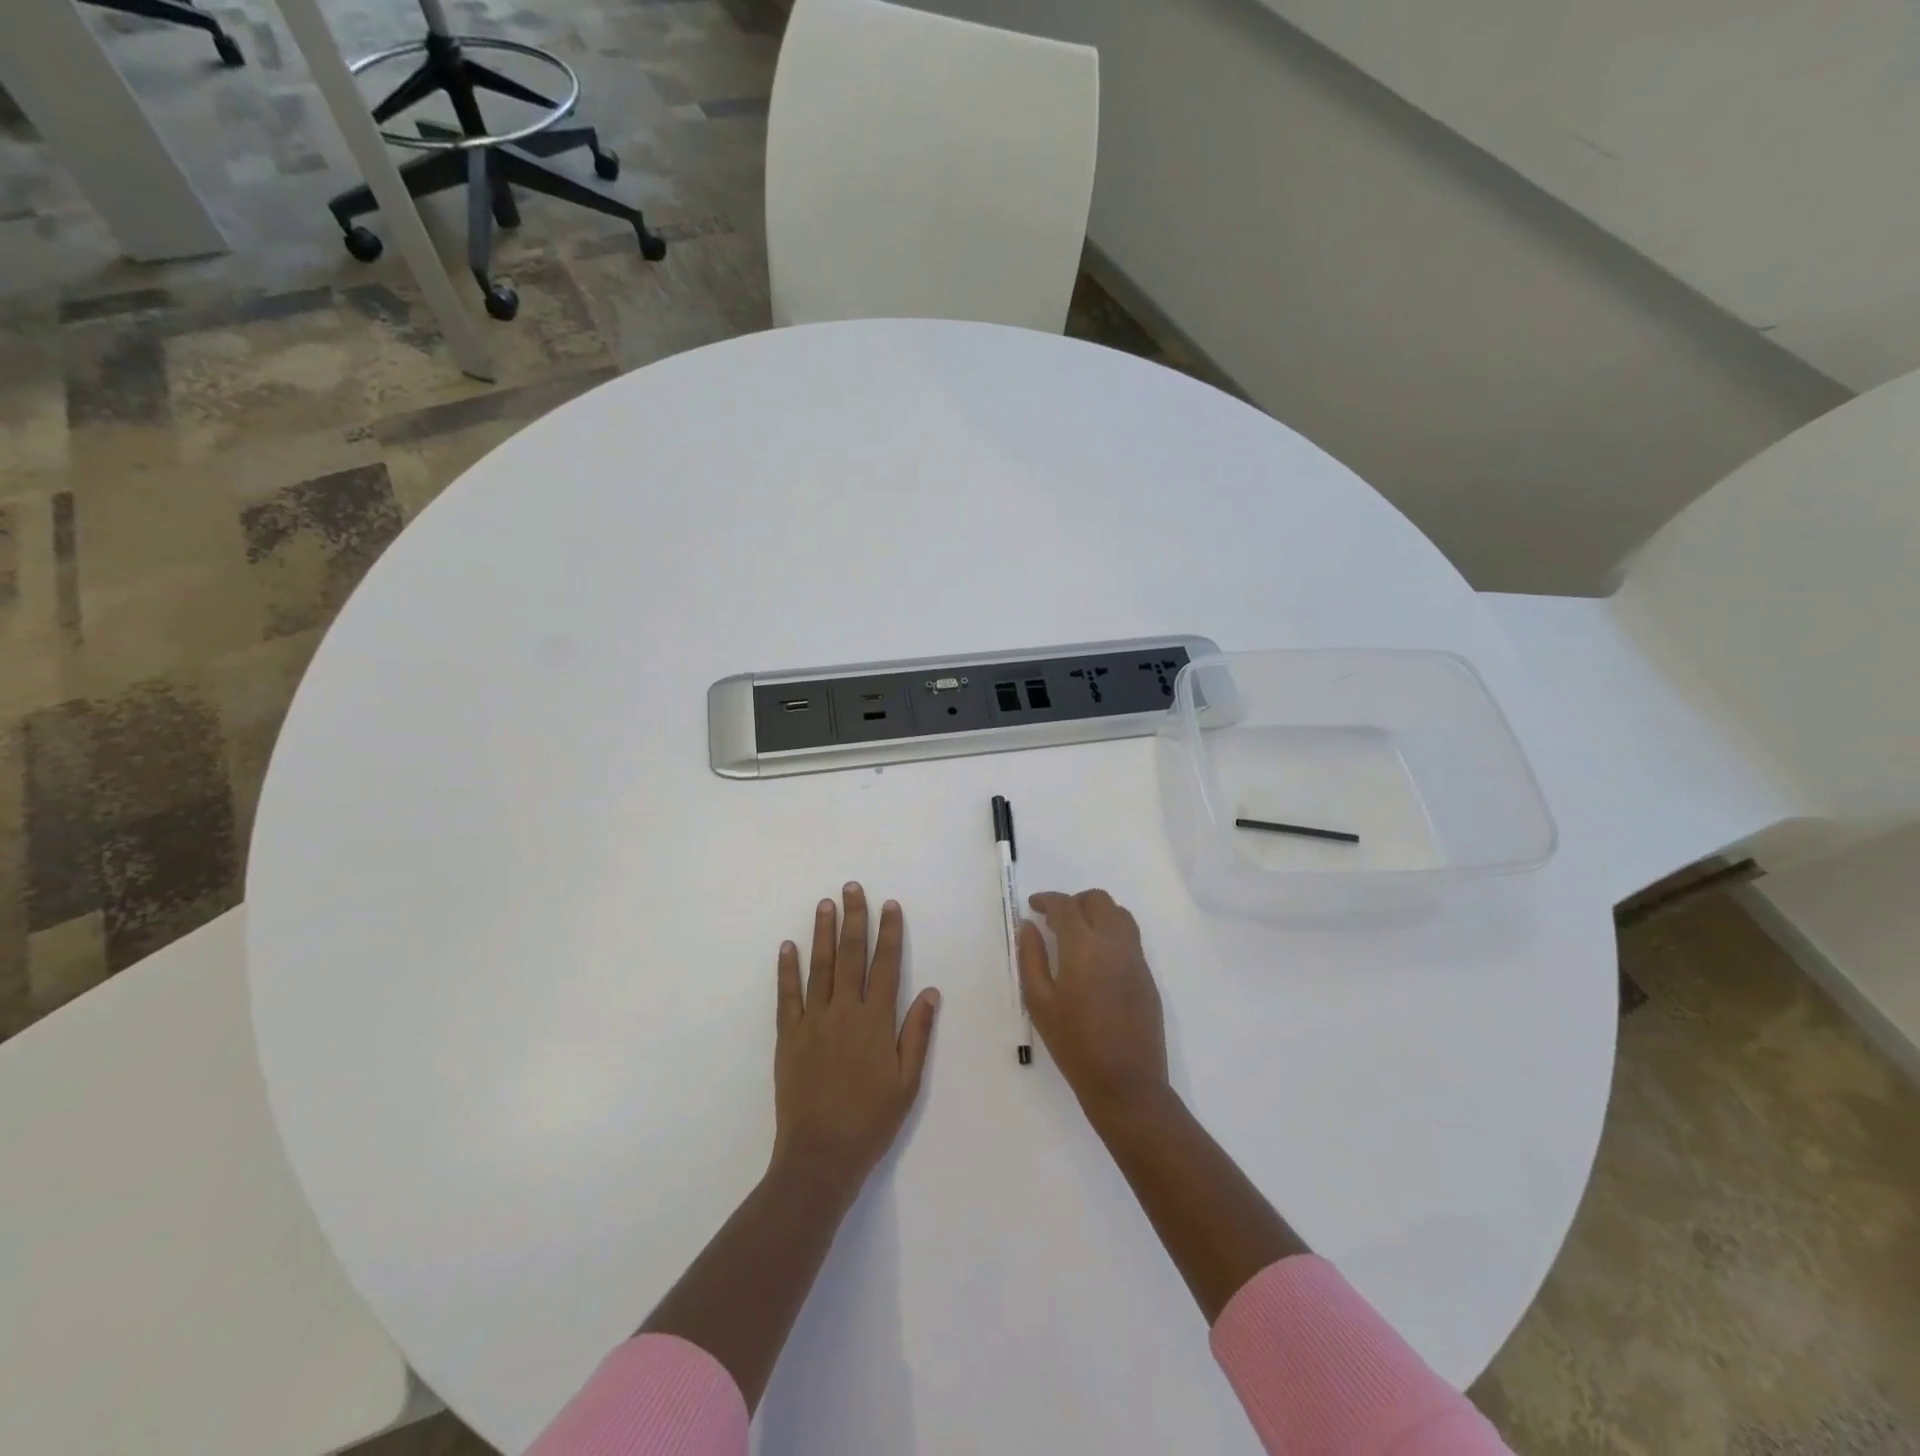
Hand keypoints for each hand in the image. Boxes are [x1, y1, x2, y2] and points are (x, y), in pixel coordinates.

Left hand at [772, 884, 940, 1197]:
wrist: (820, 1156)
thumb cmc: (871, 1120)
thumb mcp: (907, 1082)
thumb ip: (917, 1033)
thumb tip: (930, 992)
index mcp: (876, 1022)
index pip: (886, 966)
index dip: (889, 933)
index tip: (890, 905)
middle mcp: (845, 1012)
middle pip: (851, 956)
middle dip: (854, 919)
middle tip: (852, 888)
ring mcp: (813, 1022)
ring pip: (820, 967)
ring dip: (823, 933)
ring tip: (825, 904)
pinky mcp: (788, 1036)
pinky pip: (787, 995)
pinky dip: (787, 969)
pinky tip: (788, 946)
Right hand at [1018, 889, 1170, 1124]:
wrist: (1126, 1083)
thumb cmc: (1074, 1044)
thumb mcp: (1039, 1002)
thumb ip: (1031, 957)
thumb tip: (1029, 926)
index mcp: (1084, 947)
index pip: (1065, 905)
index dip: (1047, 899)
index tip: (1033, 906)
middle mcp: (1114, 943)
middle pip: (1098, 900)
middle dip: (1074, 902)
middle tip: (1055, 920)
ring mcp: (1136, 958)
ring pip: (1119, 914)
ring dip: (1097, 913)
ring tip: (1078, 934)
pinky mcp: (1147, 975)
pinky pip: (1130, 937)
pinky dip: (1111, 932)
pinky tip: (1096, 959)